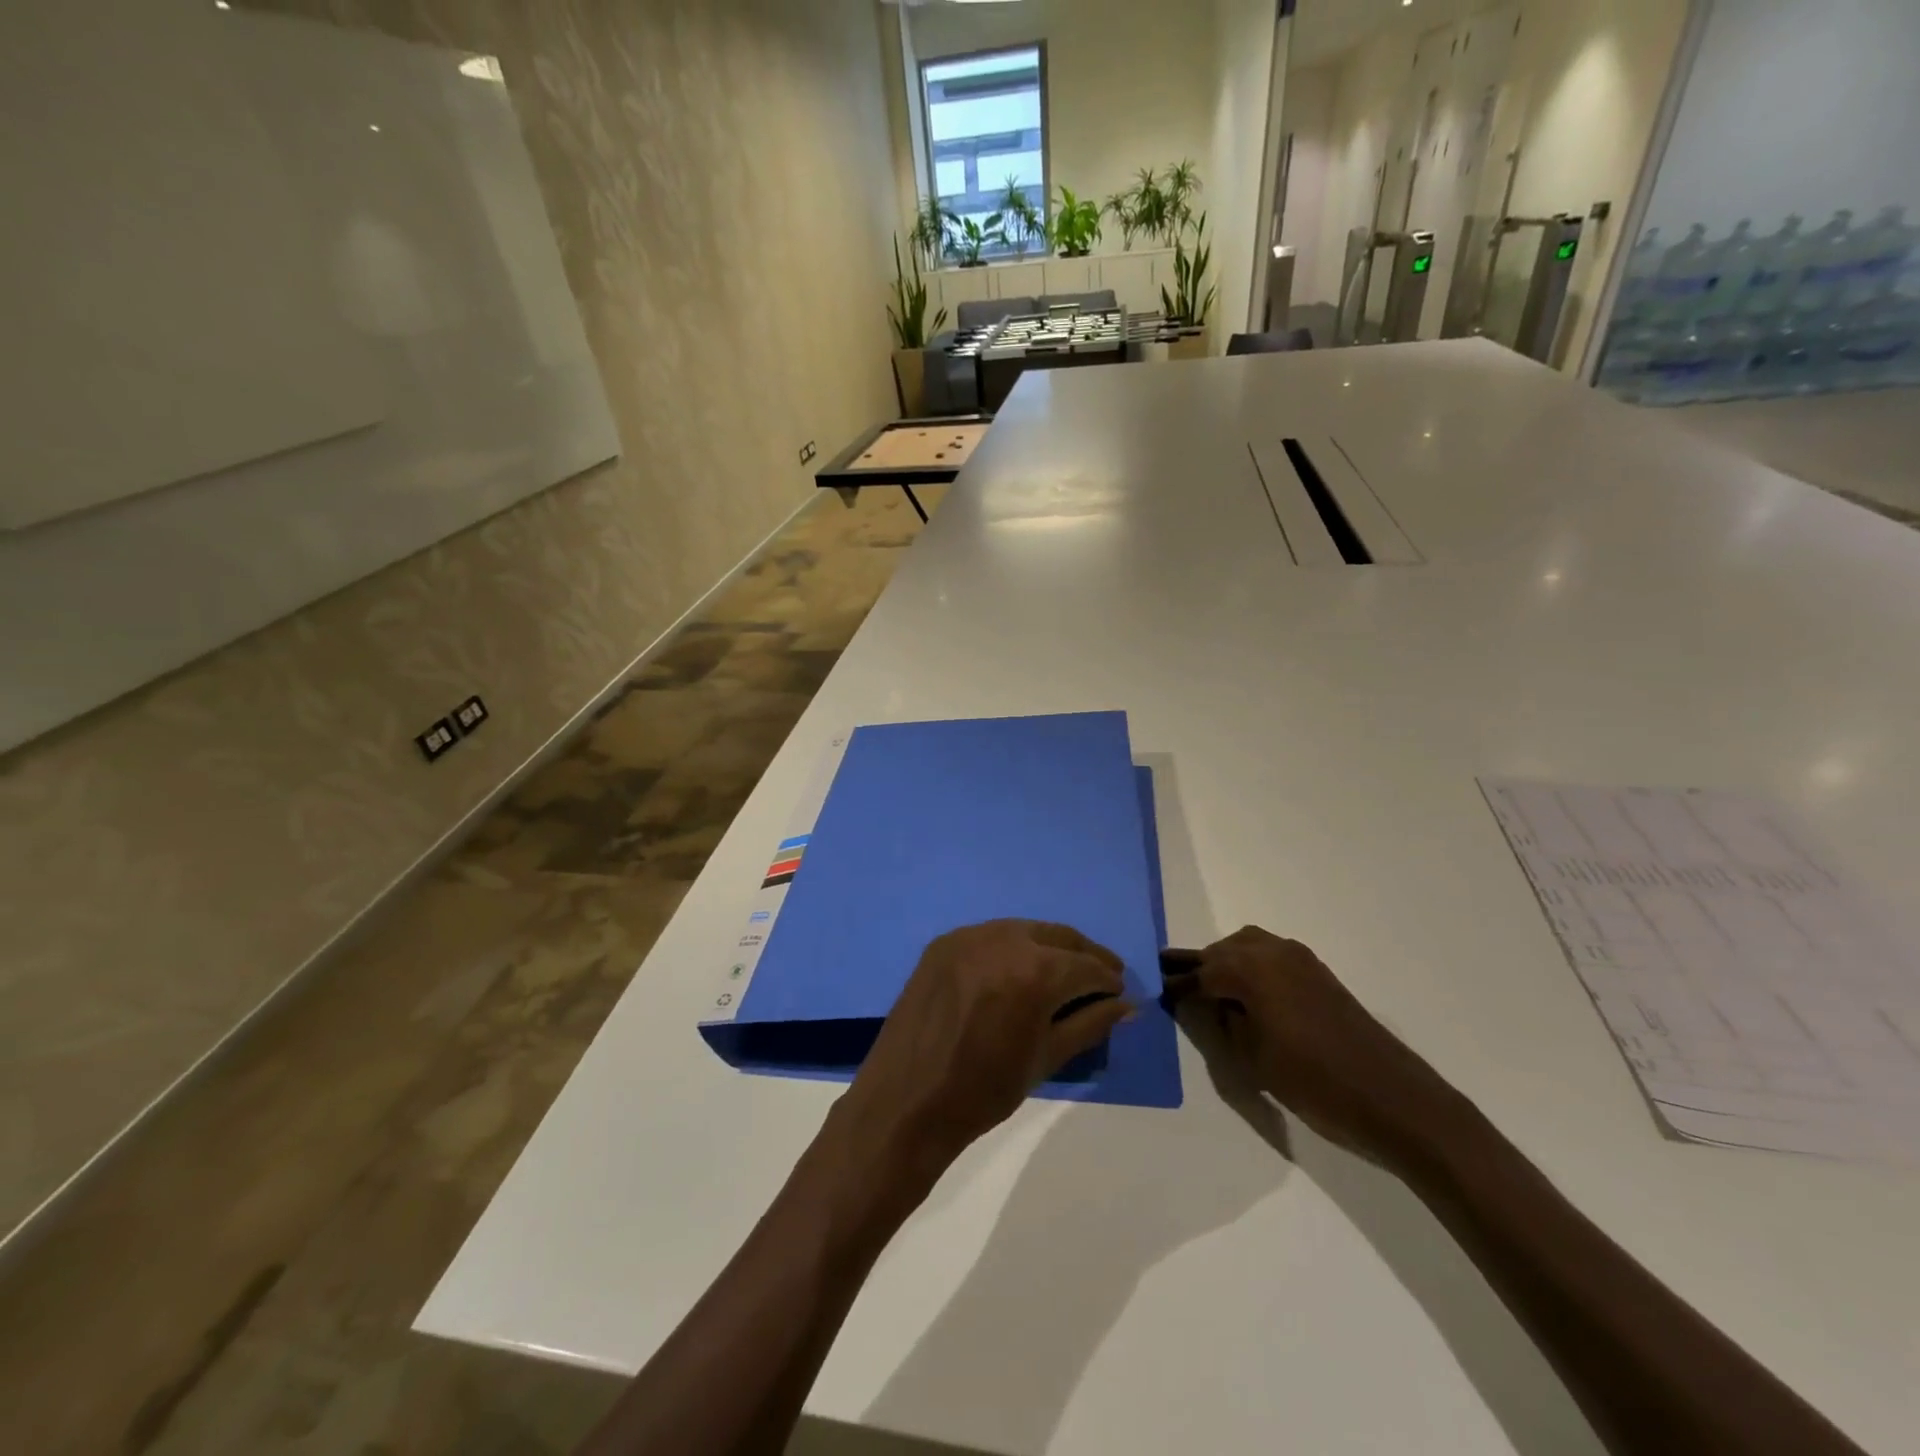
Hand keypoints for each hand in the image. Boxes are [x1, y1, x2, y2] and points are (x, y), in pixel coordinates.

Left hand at [828, 920, 1132, 1188]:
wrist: (906, 1102)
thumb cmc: (983, 1091)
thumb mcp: (1046, 1059)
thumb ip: (1090, 1024)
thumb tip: (1127, 1006)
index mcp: (1034, 971)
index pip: (1086, 966)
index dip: (1108, 980)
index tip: (1120, 994)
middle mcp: (1003, 939)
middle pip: (1059, 937)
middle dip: (1085, 955)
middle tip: (1104, 977)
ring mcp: (968, 936)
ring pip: (1025, 930)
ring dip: (1051, 947)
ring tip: (1065, 972)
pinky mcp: (943, 942)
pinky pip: (991, 936)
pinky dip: (1014, 948)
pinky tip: (1021, 970)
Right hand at [1178, 926, 1456, 1167]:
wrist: (1394, 1099)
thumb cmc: (1314, 1083)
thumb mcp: (1252, 1060)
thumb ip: (1224, 1023)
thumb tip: (1209, 1004)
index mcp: (1250, 970)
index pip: (1201, 973)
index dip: (1179, 986)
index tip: (1158, 992)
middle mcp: (1272, 952)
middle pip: (1222, 952)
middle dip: (1200, 968)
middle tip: (1178, 986)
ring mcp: (1299, 959)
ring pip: (1247, 947)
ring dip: (1227, 962)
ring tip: (1212, 989)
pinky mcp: (1319, 973)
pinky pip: (1271, 956)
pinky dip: (1252, 966)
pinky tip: (1249, 992)